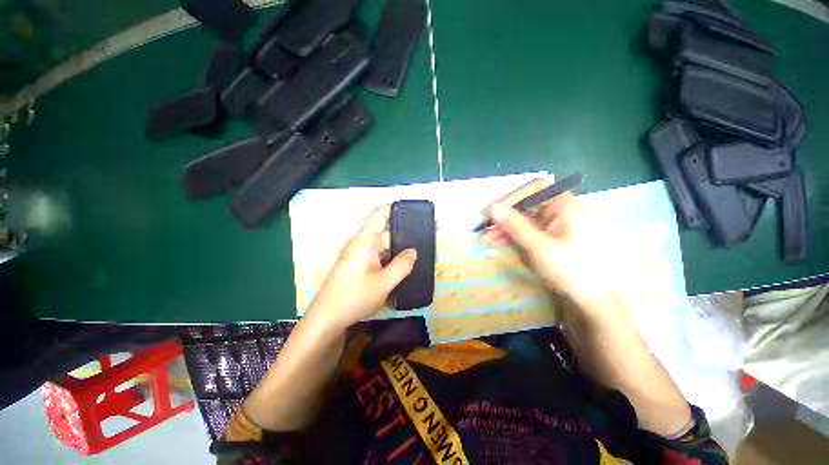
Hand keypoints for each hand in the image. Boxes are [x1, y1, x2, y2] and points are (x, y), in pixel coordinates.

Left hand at [305, 205, 416, 330]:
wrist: (326, 319)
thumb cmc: (354, 297)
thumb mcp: (384, 283)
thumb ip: (402, 265)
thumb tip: (413, 251)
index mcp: (364, 241)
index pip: (378, 215)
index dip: (393, 208)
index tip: (411, 210)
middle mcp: (359, 244)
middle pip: (383, 234)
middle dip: (402, 239)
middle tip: (422, 246)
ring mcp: (356, 255)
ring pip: (380, 248)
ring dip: (395, 253)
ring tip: (414, 260)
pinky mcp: (355, 266)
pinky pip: (375, 257)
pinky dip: (387, 261)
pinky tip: (398, 271)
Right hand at [479, 178, 617, 306]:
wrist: (591, 301)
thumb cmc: (571, 271)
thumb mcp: (539, 248)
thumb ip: (515, 226)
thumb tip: (493, 208)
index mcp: (566, 208)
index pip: (535, 190)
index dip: (513, 198)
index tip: (494, 211)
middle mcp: (560, 212)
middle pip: (526, 207)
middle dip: (503, 218)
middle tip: (483, 229)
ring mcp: (554, 226)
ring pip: (523, 221)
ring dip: (504, 229)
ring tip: (485, 239)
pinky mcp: (548, 238)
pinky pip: (527, 232)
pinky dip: (512, 237)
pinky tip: (496, 242)